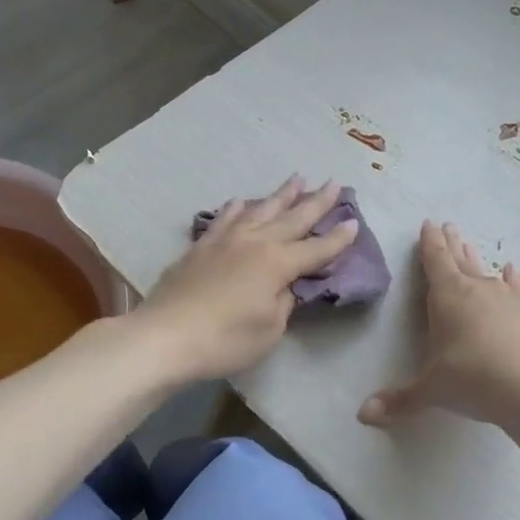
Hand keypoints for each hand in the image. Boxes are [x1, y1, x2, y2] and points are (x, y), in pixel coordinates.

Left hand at [133, 177, 359, 382]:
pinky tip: (240, 201)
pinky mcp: (200, 246)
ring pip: (259, 209)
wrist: (165, 336)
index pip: (317, 249)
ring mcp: (225, 240)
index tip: (354, 222)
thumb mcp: (269, 330)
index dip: (338, 239)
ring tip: (297, 179)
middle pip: (292, 218)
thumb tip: (285, 287)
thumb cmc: (225, 340)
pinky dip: (237, 207)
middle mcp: (255, 242)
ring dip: (281, 194)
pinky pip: (224, 218)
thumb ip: (283, 303)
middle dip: (316, 201)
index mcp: (278, 263)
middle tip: (334, 183)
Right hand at [359, 221, 519, 429]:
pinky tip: (512, 270)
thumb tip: (364, 415)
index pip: (434, 262)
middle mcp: (477, 290)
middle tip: (448, 225)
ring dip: (476, 260)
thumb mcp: (432, 391)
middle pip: (460, 261)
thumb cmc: (474, 380)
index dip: (429, 243)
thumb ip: (400, 400)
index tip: (428, 223)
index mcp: (447, 298)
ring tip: (470, 245)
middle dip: (451, 244)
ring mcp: (509, 299)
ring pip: (487, 272)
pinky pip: (518, 289)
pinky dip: (513, 279)